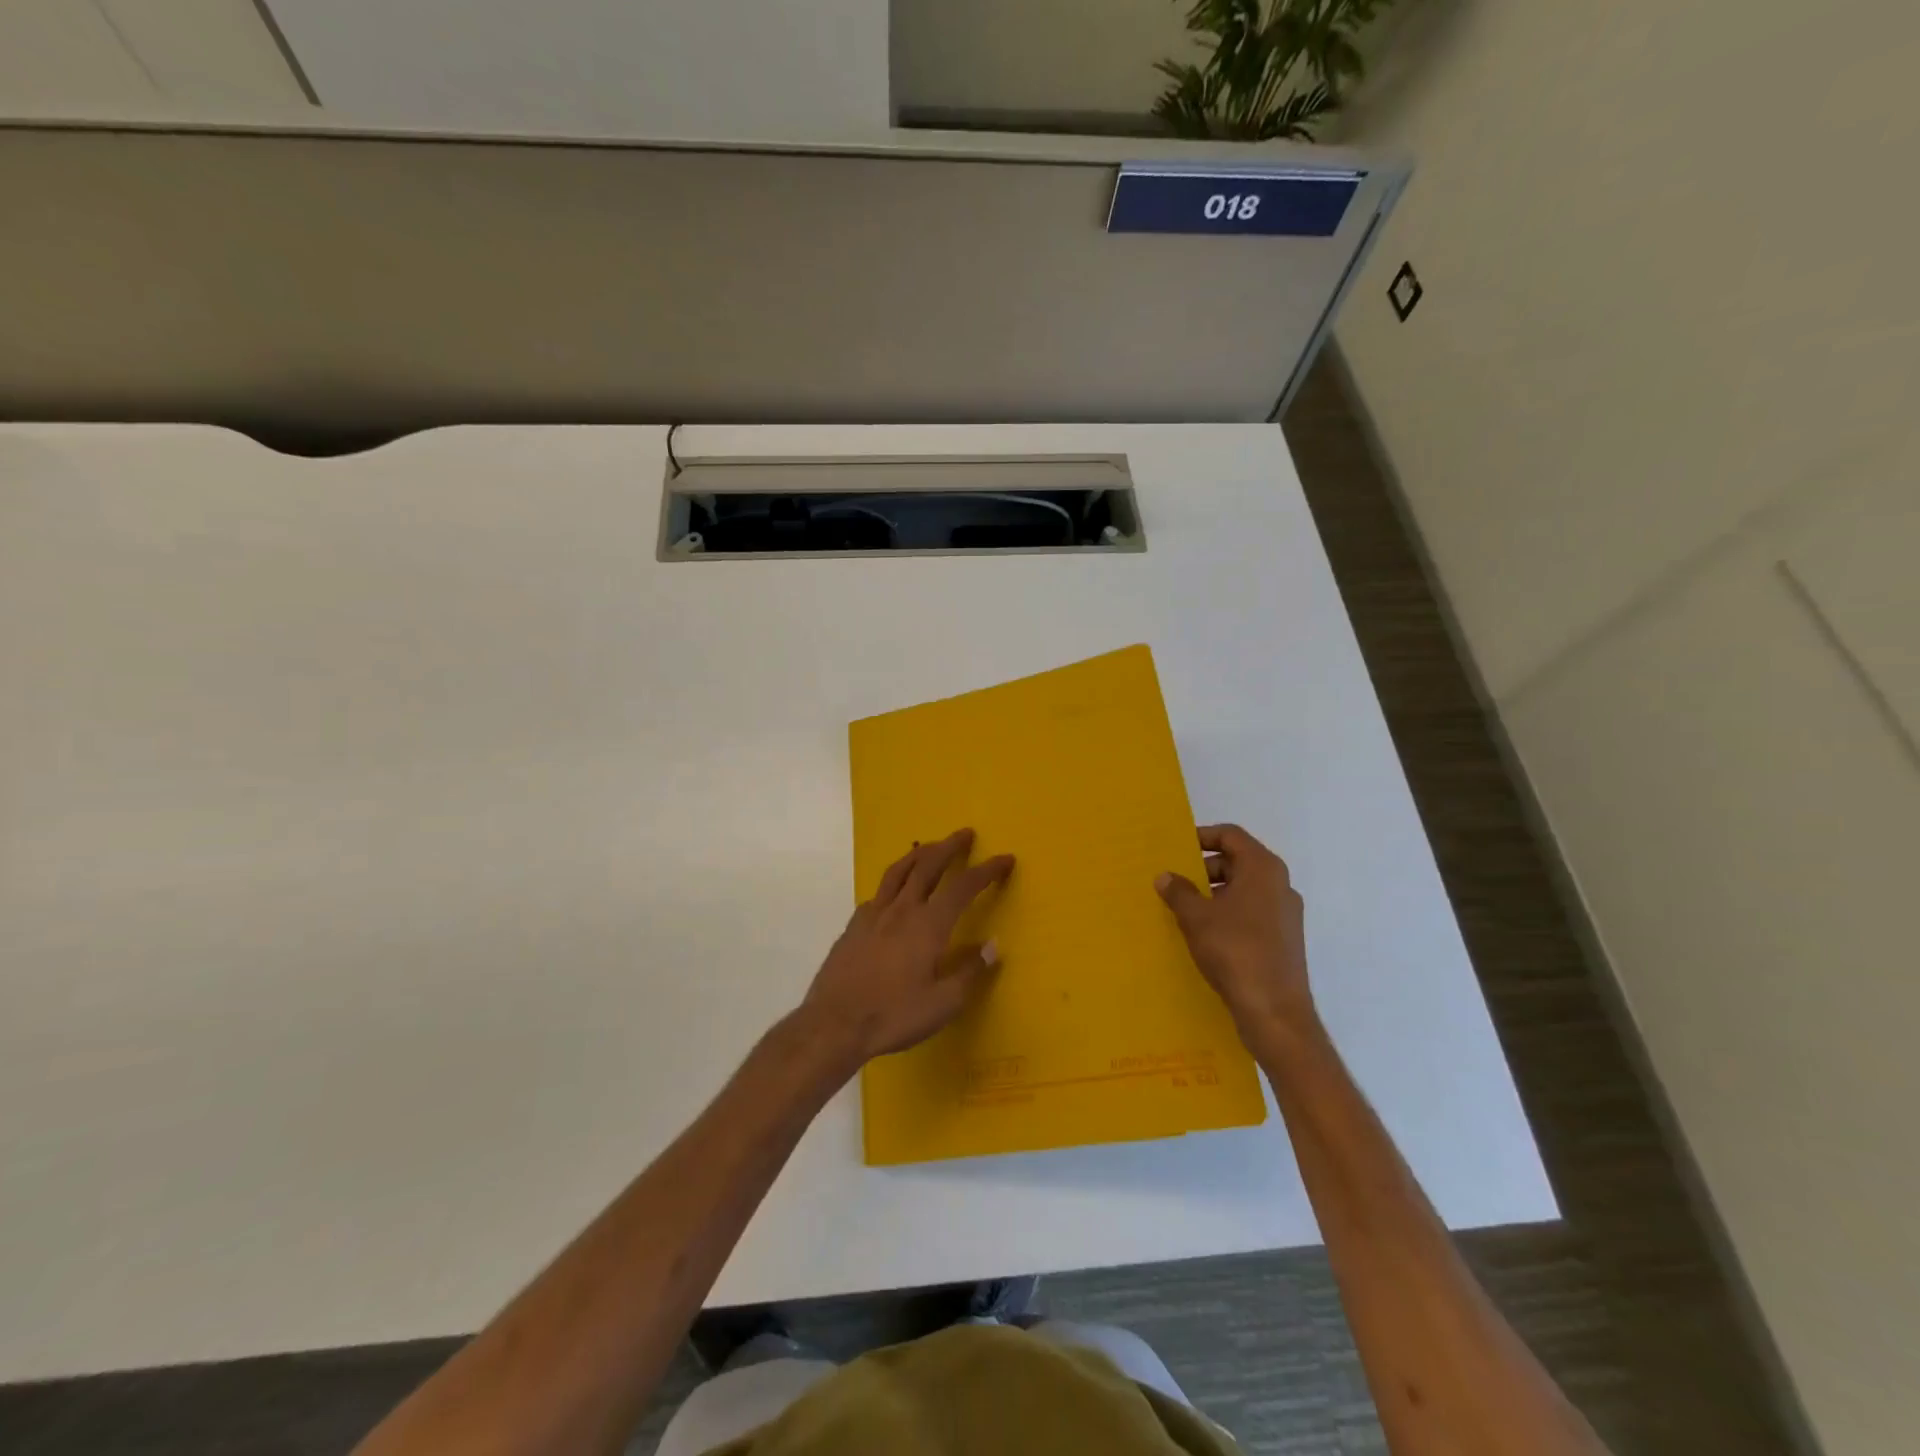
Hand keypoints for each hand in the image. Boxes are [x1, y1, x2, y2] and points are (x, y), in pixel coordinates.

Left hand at [800, 828, 1014, 1066]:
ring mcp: (873, 915)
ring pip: (898, 871)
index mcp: (928, 925)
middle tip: (965, 833)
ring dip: (919, 854)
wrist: (833, 1024)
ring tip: (930, 847)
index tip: (1005, 858)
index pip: (964, 886)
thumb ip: (969, 972)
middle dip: (950, 847)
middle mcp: (902, 910)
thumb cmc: (893, 1016)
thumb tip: (993, 946)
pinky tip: (894, 891)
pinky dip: (893, 882)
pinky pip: (878, 893)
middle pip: (928, 866)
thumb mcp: (942, 1004)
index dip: (987, 870)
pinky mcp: (854, 926)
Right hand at [1157, 824, 1313, 1038]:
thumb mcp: (1196, 917)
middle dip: (1204, 869)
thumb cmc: (1235, 951)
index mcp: (1263, 869)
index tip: (1176, 849)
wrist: (1274, 1011)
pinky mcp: (1284, 939)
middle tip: (1175, 882)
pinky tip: (1205, 934)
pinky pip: (1251, 913)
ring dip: (1214, 894)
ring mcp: (1285, 914)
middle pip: (1237, 861)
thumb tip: (1166, 876)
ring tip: (1185, 910)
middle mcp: (1280, 885)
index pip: (1231, 835)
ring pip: (1244, 889)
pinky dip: (1228, 914)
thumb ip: (1178, 891)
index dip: (1202, 836)